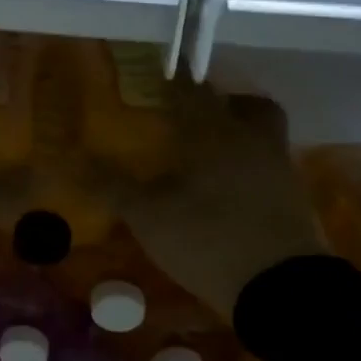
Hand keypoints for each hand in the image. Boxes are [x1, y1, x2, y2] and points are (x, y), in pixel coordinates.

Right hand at [120, 79, 323, 316]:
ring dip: (239, 133)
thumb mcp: (147, 215)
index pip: (191, 92)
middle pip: (245, 106)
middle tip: (194, 115)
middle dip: (220, 103)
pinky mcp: (293, 200)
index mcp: (214, 134)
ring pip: (262, 134)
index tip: (157, 74)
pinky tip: (227, 188)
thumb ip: (111, 186)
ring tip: (208, 153)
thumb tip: (67, 161)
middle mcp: (251, 141)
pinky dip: (248, 167)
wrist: (280, 287)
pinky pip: (268, 166)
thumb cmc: (207, 237)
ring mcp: (278, 170)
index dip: (172, 81)